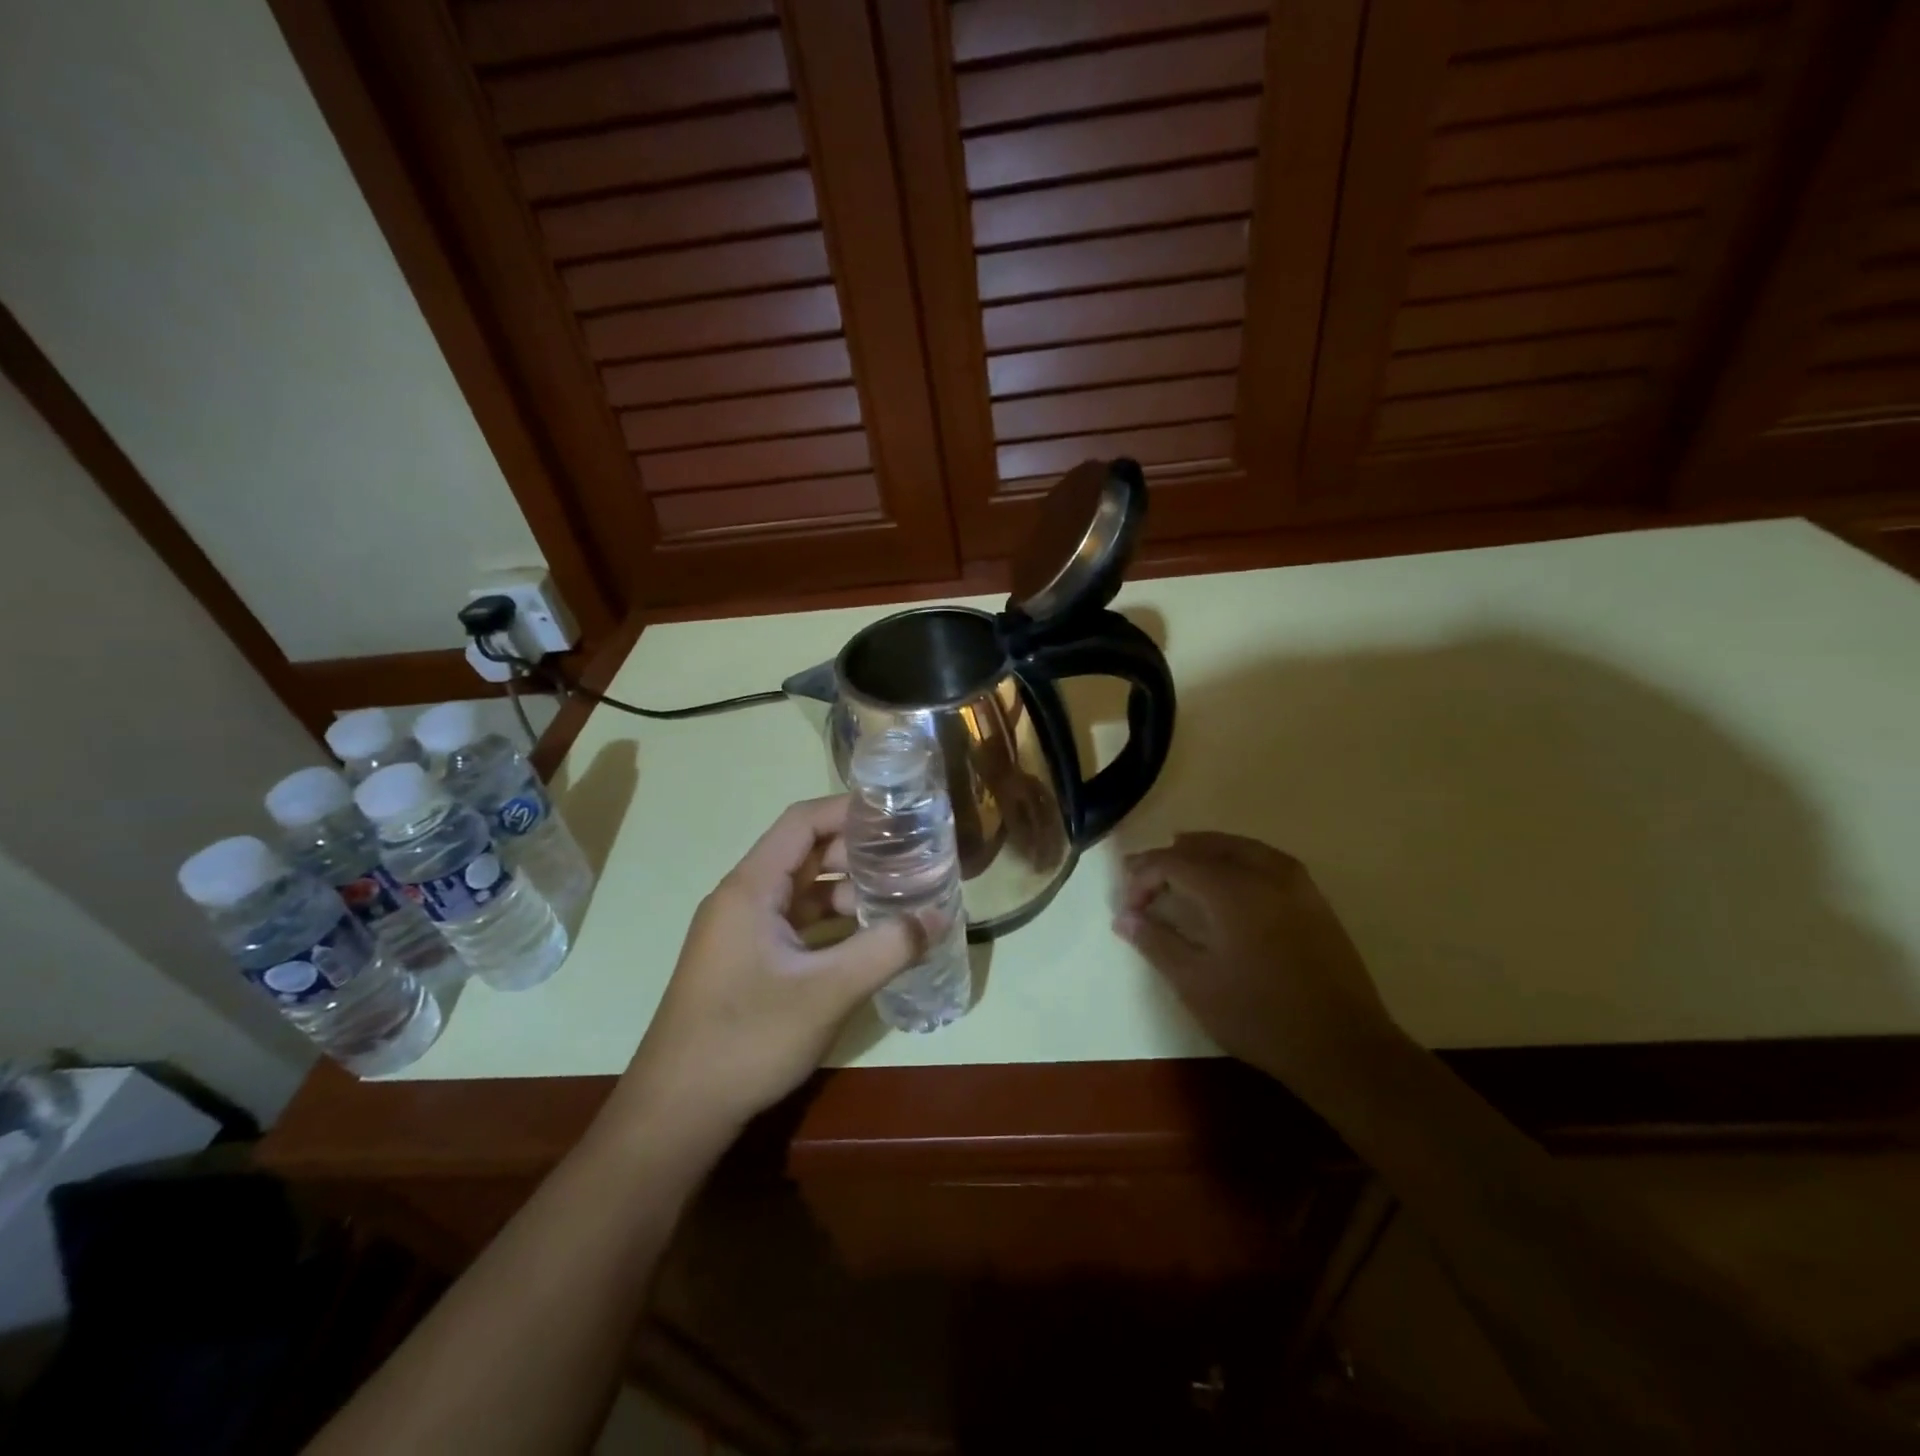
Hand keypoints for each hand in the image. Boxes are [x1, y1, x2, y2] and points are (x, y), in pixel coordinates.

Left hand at [618, 796, 918, 1135]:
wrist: (677, 1112)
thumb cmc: (747, 1038)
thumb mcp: (827, 991)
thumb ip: (887, 948)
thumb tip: (939, 916)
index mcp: (751, 888)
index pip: (802, 822)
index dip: (849, 810)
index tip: (898, 815)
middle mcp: (743, 899)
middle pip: (805, 853)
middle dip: (857, 853)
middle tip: (910, 859)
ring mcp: (742, 932)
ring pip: (802, 892)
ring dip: (847, 890)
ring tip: (899, 898)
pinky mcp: (747, 961)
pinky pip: (796, 924)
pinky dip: (832, 923)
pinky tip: (868, 939)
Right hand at [1115, 832, 1395, 1087]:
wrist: (1342, 1046)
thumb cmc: (1259, 1016)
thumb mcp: (1195, 983)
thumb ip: (1156, 942)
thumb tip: (1123, 917)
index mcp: (1231, 890)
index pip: (1174, 862)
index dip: (1144, 876)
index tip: (1128, 906)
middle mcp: (1263, 873)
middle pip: (1206, 846)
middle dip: (1169, 858)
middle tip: (1142, 876)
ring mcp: (1295, 883)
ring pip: (1239, 847)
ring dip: (1204, 851)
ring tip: (1179, 865)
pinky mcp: (1313, 899)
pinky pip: (1265, 859)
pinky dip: (1236, 857)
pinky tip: (1228, 878)